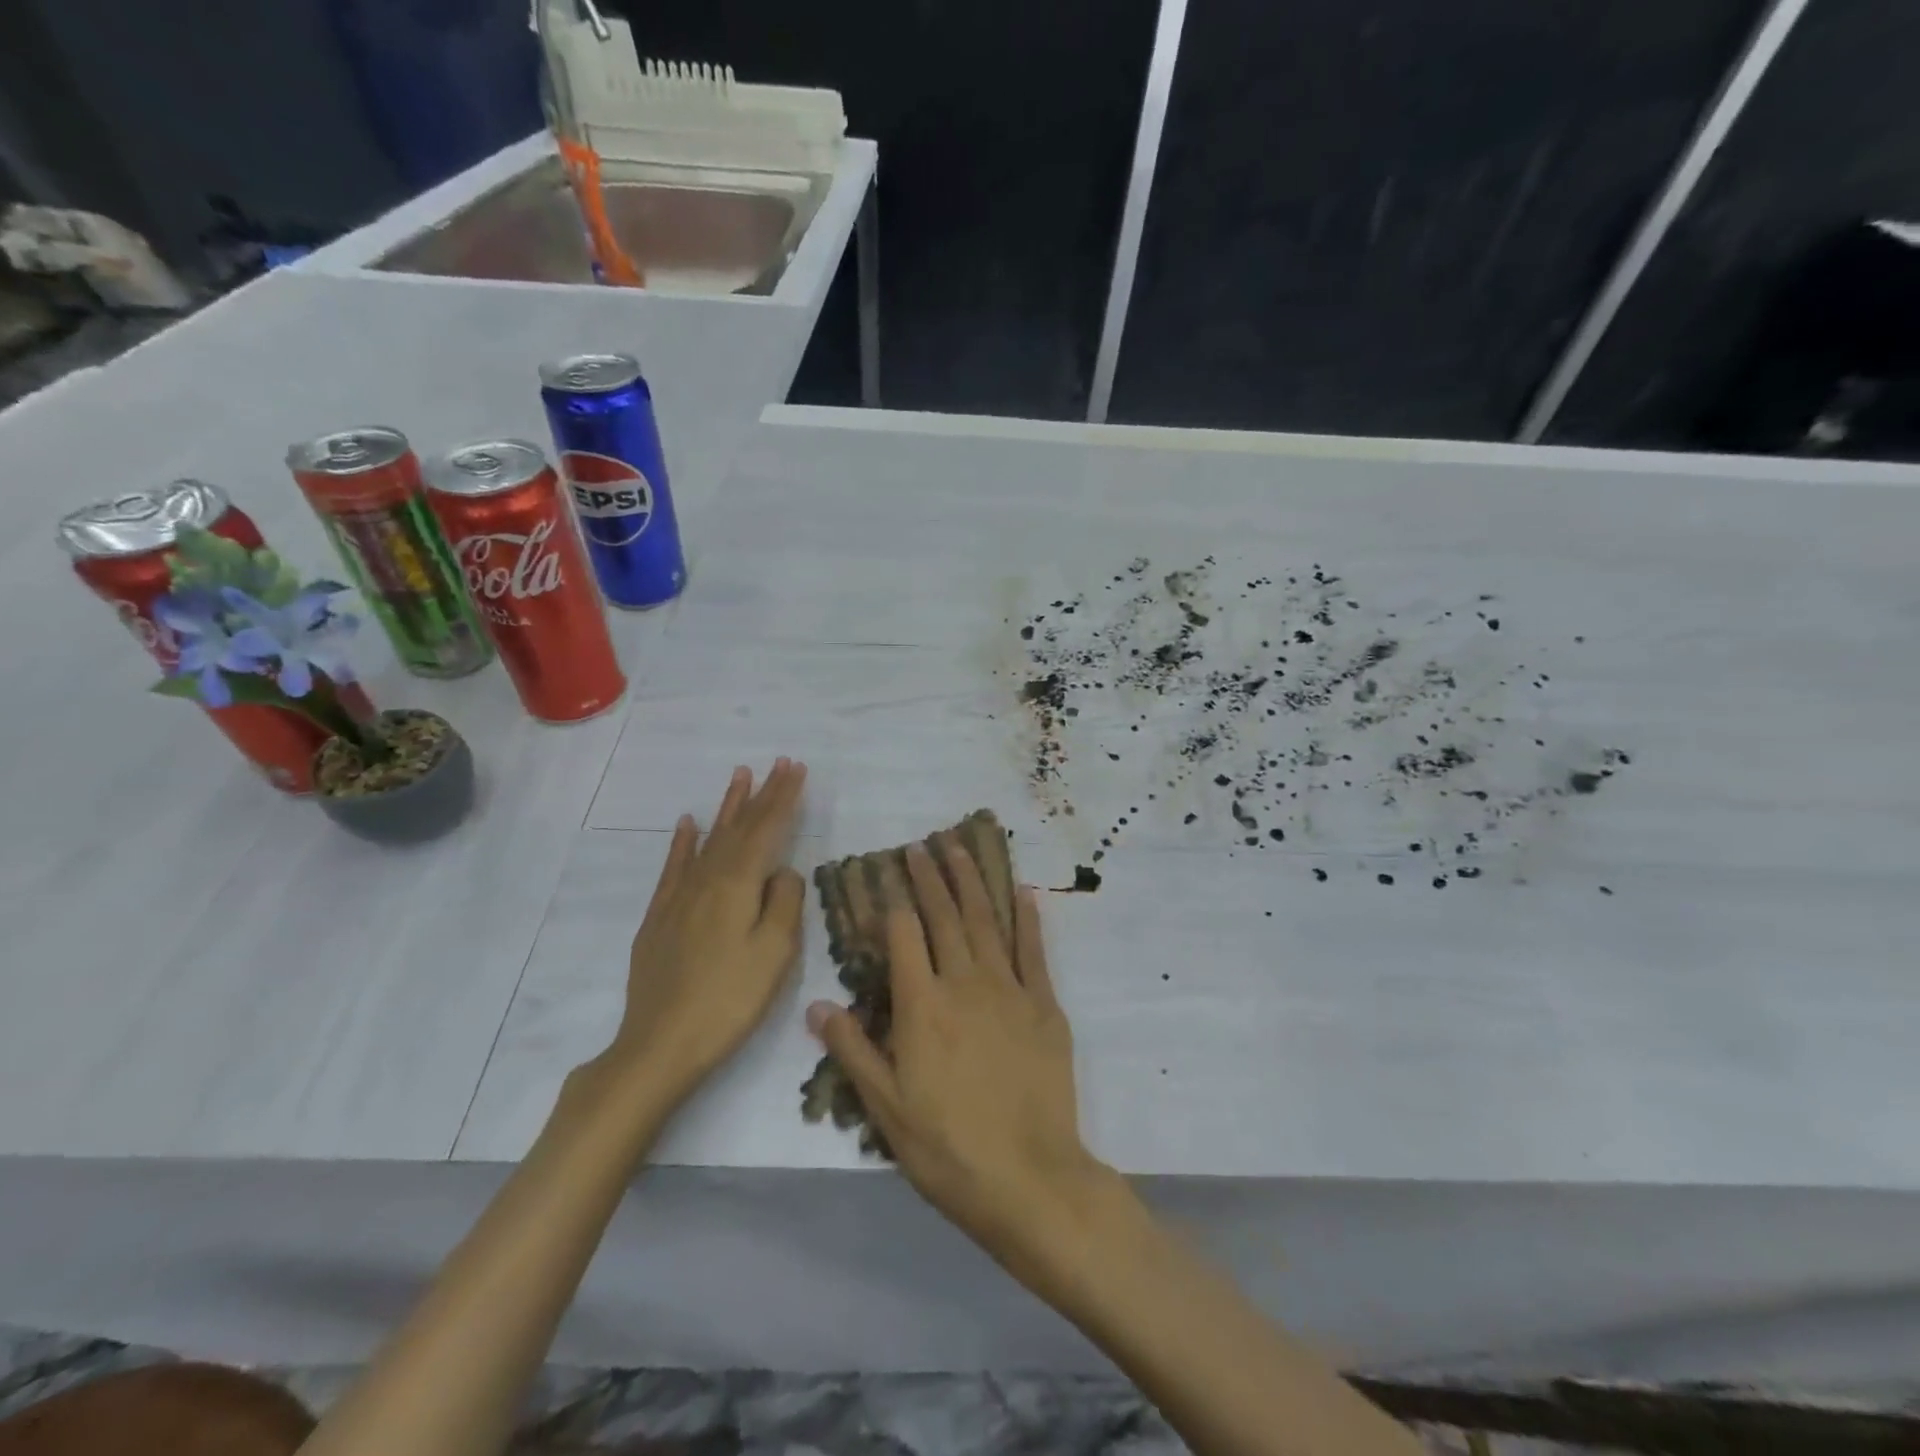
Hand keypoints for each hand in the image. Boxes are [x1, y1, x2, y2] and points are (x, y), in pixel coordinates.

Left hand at [589, 759, 807, 1110]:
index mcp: (738, 885)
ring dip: (727, 807)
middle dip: (761, 794)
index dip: (783, 798)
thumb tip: (784, 871)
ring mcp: (679, 897)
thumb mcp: (775, 953)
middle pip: (739, 828)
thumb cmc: (729, 1000)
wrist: (660, 1043)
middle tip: (778, 764)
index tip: (796, 768)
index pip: (766, 830)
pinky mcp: (659, 917)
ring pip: (708, 840)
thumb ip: (785, 903)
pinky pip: (674, 867)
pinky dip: (684, 842)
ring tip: (739, 776)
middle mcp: (707, 879)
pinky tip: (689, 823)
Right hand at [806, 841, 1111, 1273]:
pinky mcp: (1044, 1005)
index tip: (888, 873)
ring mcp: (1008, 990)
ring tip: (960, 848)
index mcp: (921, 1006)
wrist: (1029, 1178)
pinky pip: (1033, 950)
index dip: (893, 902)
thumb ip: (853, 1050)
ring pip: (986, 921)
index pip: (903, 937)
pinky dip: (1027, 918)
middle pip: (944, 917)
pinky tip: (1022, 891)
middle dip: (930, 878)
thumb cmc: (948, 1148)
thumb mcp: (886, 1108)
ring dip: (972, 882)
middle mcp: (964, 983)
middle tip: (922, 845)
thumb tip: (817, 1004)